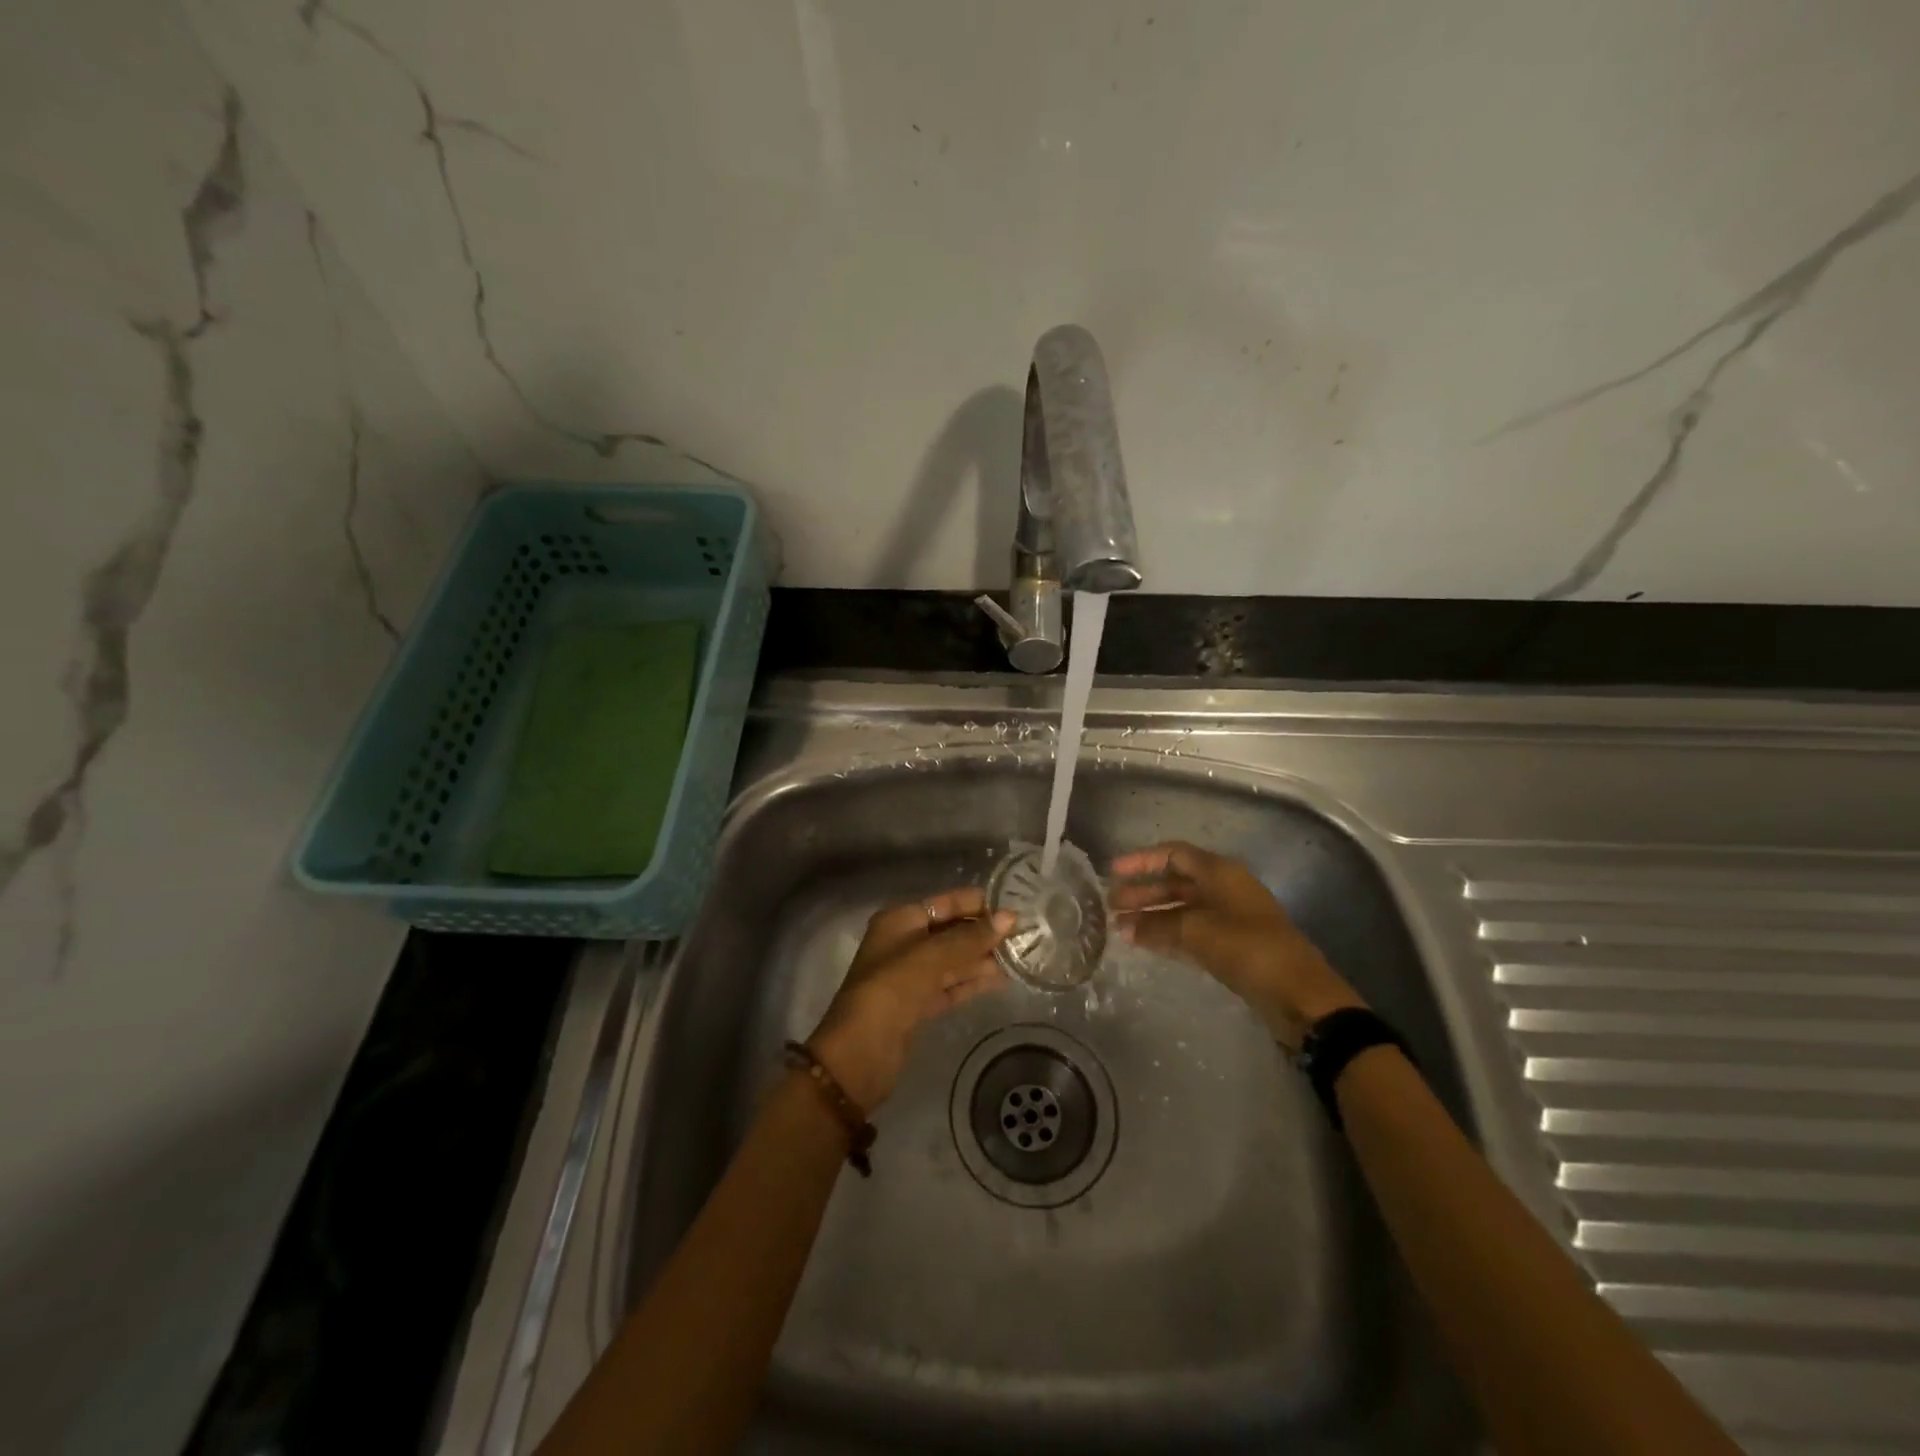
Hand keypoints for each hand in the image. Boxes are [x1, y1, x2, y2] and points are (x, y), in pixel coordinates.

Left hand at [807, 888, 1013, 1113]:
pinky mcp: (918, 1005)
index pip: (944, 903)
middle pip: (951, 931)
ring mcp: (911, 976)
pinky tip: (1002, 980)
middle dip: (983, 933)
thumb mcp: (930, 958)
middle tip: (1025, 936)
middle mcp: (904, 943)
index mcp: (899, 921)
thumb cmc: (890, 991)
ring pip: (953, 960)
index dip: (976, 905)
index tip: (1013, 910)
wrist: (859, 1054)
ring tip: (1021, 957)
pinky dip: (973, 981)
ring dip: (982, 958)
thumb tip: (1010, 917)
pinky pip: (952, 985)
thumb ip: (969, 938)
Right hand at [1110, 842, 1364, 1048]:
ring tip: (1120, 928)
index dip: (1142, 860)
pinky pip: (1192, 931)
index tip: (1112, 871)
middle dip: (1143, 892)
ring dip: (1152, 916)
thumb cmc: (1248, 949)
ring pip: (1182, 909)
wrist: (1299, 995)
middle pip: (1176, 882)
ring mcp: (1230, 918)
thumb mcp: (1196, 932)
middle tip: (1110, 905)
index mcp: (1220, 873)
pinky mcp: (1233, 946)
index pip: (1174, 854)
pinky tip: (1145, 944)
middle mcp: (1224, 889)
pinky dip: (1168, 934)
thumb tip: (1124, 926)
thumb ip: (1156, 926)